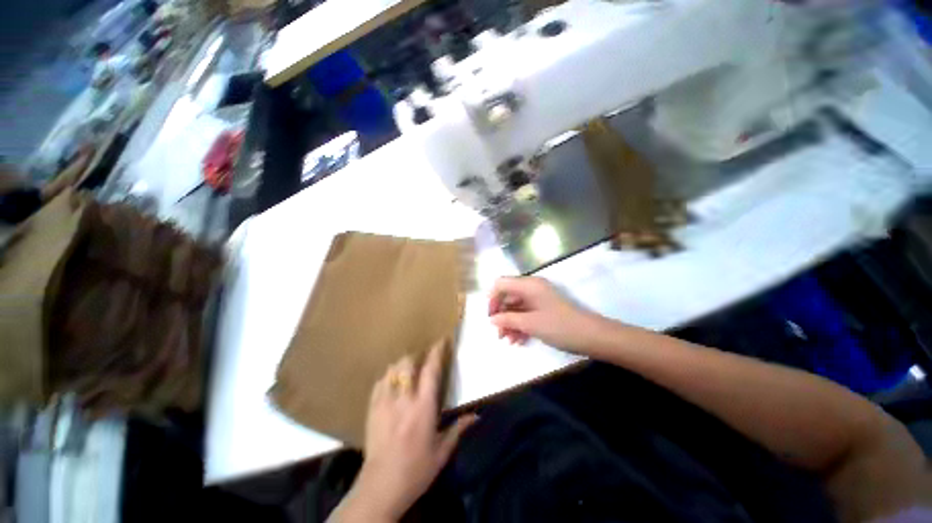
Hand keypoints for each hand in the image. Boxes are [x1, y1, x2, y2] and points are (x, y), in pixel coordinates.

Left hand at [337, 341, 476, 521]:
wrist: (381, 487)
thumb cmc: (416, 470)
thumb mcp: (442, 451)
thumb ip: (459, 429)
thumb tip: (476, 416)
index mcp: (423, 407)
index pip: (431, 371)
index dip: (436, 352)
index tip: (441, 340)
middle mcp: (404, 399)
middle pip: (407, 364)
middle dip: (416, 355)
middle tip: (422, 357)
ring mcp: (385, 402)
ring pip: (392, 370)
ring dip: (401, 364)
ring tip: (407, 367)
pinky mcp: (372, 409)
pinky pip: (379, 383)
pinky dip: (387, 377)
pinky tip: (391, 381)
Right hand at [488, 276, 603, 351]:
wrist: (592, 337)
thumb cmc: (559, 326)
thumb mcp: (530, 324)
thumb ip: (508, 319)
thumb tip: (492, 319)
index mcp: (528, 285)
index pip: (501, 284)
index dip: (492, 299)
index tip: (491, 317)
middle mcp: (532, 288)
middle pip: (508, 296)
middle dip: (501, 315)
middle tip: (498, 334)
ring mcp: (539, 299)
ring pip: (516, 307)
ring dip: (510, 323)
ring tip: (508, 341)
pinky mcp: (544, 309)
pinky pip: (526, 314)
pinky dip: (520, 325)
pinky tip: (518, 340)